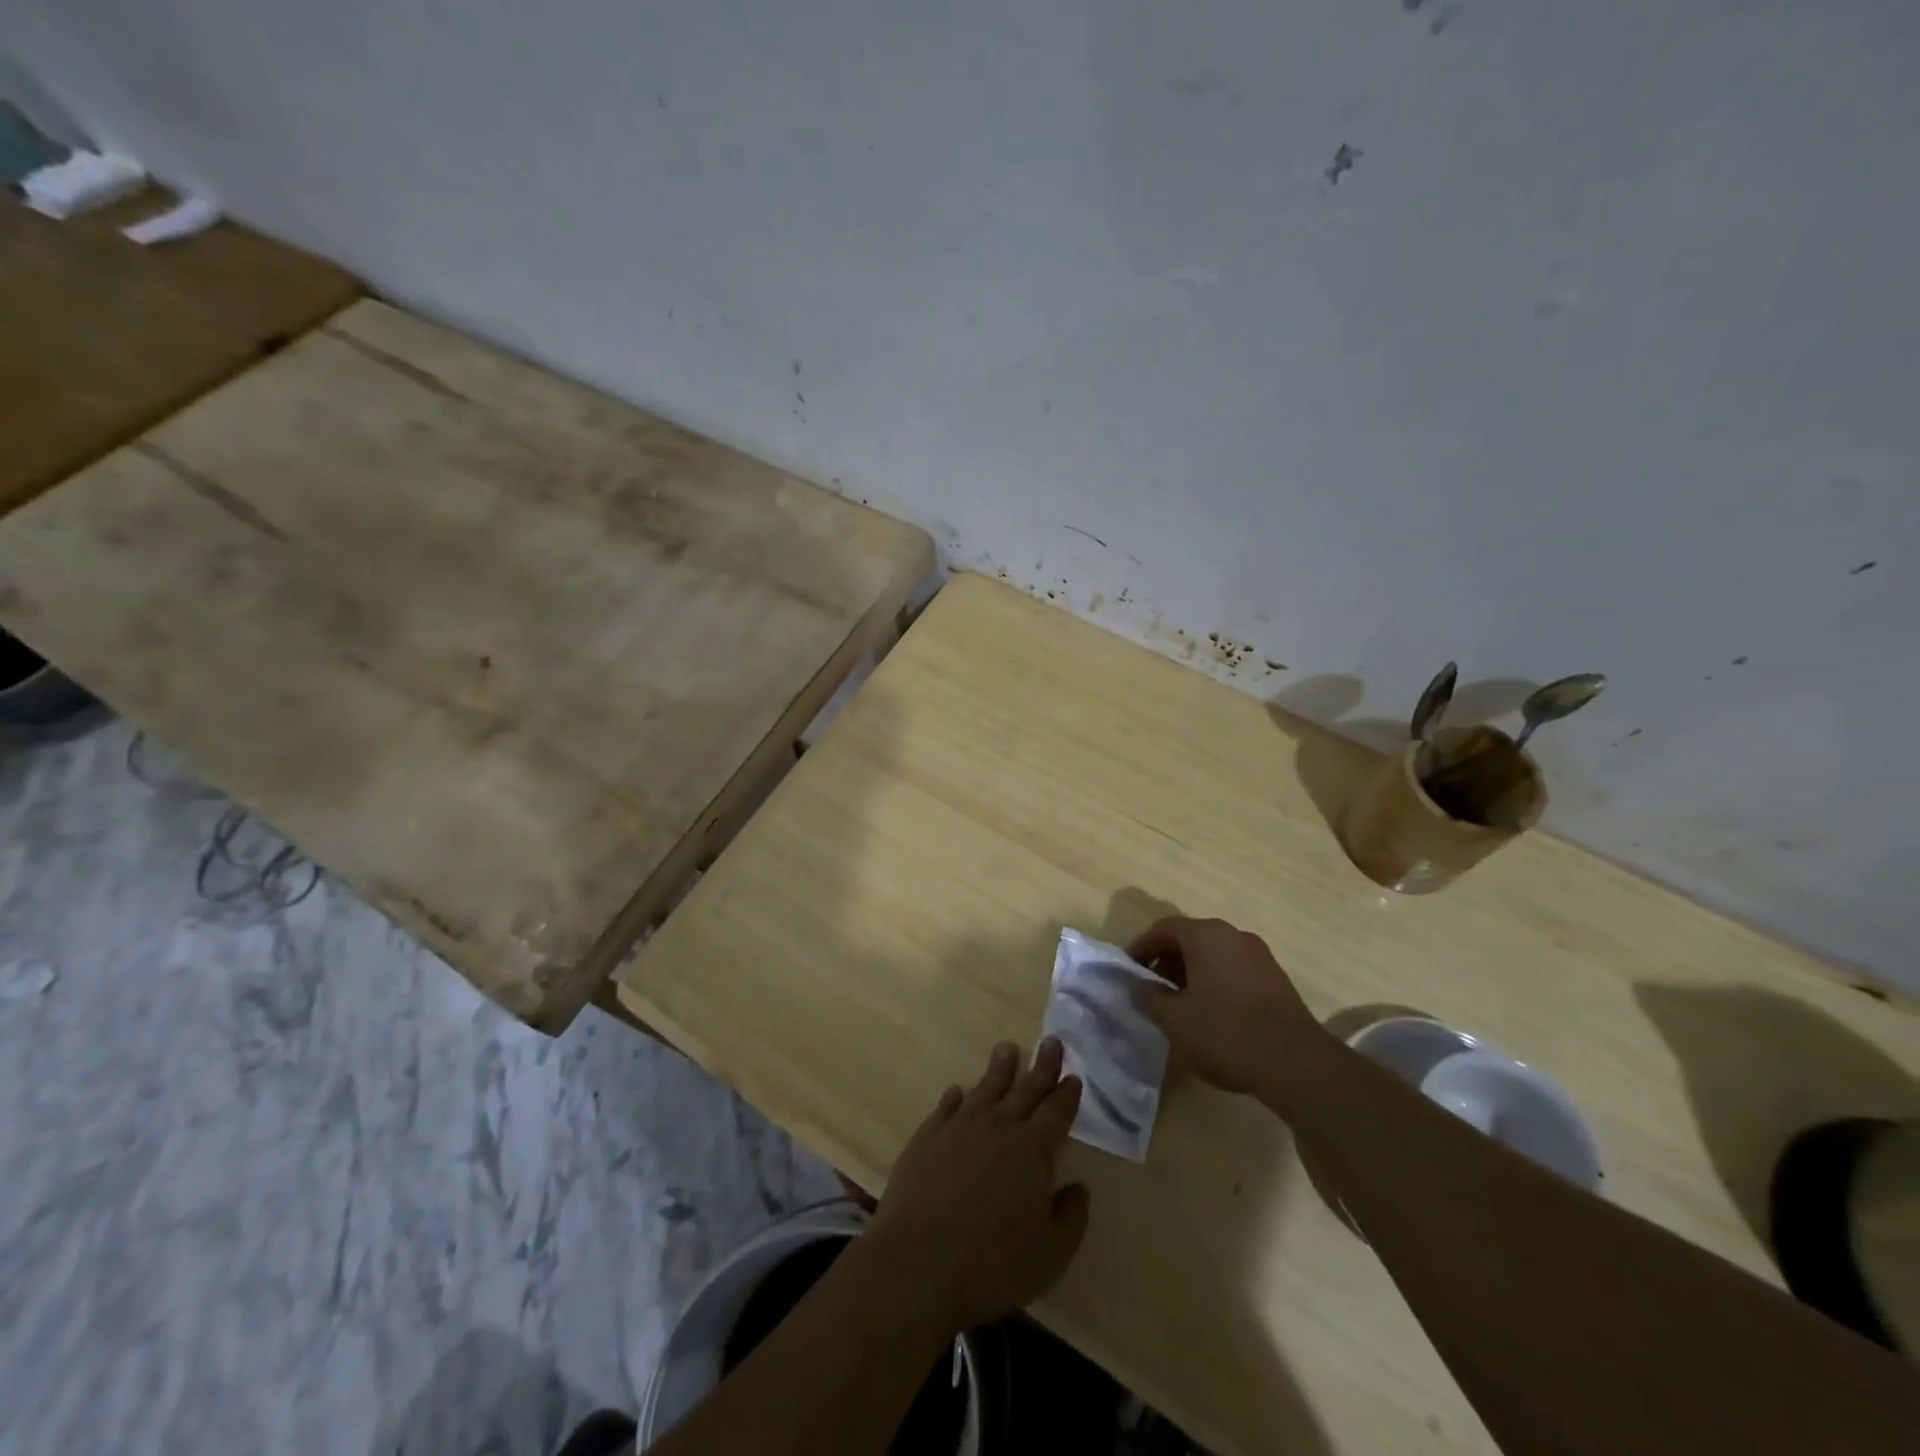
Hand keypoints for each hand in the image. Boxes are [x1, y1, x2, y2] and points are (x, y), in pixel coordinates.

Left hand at [868, 1037, 1089, 1330]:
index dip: (1066, 1094)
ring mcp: (960, 1127)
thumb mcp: (1050, 1254)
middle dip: (1042, 1066)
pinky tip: (957, 1091)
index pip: (1056, 1112)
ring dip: (1000, 1068)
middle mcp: (999, 1127)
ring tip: (1007, 1048)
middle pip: (1025, 1089)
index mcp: (1033, 1150)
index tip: (1073, 1076)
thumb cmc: (993, 1263)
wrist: (919, 1261)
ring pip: (985, 1088)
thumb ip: (1070, 1217)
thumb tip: (1078, 1188)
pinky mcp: (927, 1137)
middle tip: (1052, 1041)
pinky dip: (955, 1096)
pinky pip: (946, 1107)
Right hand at [1128, 916, 1326, 1095]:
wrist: (1296, 1063)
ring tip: (1180, 1004)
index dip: (1141, 947)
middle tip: (1152, 988)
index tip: (1129, 970)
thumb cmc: (1225, 1033)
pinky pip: (1235, 970)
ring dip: (1192, 972)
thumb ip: (1149, 997)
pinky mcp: (1277, 980)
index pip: (1163, 928)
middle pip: (1191, 938)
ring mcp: (1260, 956)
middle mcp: (1234, 935)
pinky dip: (1216, 982)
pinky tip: (1211, 1013)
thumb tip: (1140, 986)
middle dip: (1167, 960)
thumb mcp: (1174, 1019)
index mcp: (1206, 935)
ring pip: (1214, 955)